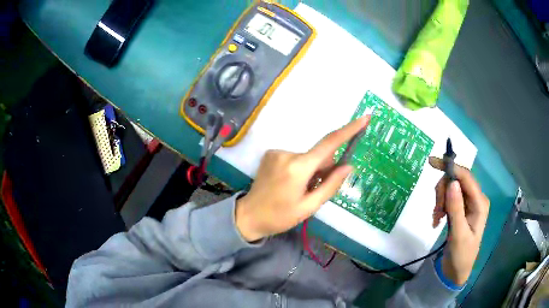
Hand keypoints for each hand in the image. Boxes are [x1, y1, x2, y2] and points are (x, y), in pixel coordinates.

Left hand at [235, 116, 369, 241]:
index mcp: (298, 167)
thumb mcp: (309, 207)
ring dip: (311, 170)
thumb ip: (330, 185)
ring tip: (299, 189)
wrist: (249, 216)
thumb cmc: (280, 216)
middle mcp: (287, 153)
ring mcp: (277, 152)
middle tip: (314, 189)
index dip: (349, 130)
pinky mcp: (271, 153)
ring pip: (308, 157)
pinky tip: (289, 183)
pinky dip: (300, 168)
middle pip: (319, 154)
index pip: (329, 144)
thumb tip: (349, 166)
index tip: (364, 118)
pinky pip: (295, 157)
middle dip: (324, 169)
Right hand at [429, 157, 489, 285]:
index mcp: (480, 203)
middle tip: (436, 211)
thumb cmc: (461, 255)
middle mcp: (475, 198)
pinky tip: (437, 220)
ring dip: (440, 201)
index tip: (432, 163)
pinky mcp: (460, 208)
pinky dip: (440, 207)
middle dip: (443, 192)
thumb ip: (456, 209)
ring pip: (450, 189)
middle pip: (456, 181)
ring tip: (436, 218)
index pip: (466, 177)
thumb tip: (452, 182)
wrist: (457, 271)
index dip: (451, 167)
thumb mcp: (458, 235)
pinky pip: (448, 198)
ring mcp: (468, 203)